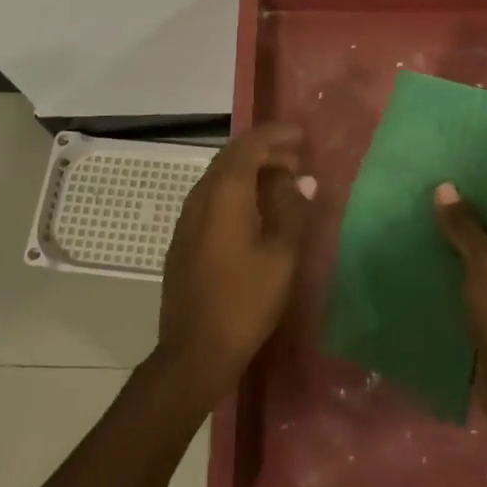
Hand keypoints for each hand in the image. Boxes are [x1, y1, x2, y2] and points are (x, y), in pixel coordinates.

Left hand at [154, 125, 315, 407]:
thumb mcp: (281, 255)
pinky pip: (213, 198)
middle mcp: (200, 196)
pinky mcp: (184, 238)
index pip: (249, 145)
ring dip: (251, 172)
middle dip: (265, 151)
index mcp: (224, 192)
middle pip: (232, 157)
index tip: (301, 135)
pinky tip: (257, 212)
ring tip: (283, 183)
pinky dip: (238, 192)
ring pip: (221, 178)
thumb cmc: (244, 301)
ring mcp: (187, 218)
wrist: (194, 352)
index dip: (275, 135)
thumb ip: (291, 210)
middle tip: (297, 159)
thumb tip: (300, 180)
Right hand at [433, 183, 486, 454]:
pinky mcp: (485, 307)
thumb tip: (444, 186)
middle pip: (481, 218)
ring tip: (400, 213)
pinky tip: (406, 253)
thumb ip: (464, 225)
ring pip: (467, 248)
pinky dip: (438, 267)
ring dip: (440, 237)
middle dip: (449, 205)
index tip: (435, 159)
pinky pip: (459, 277)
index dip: (471, 175)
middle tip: (408, 183)